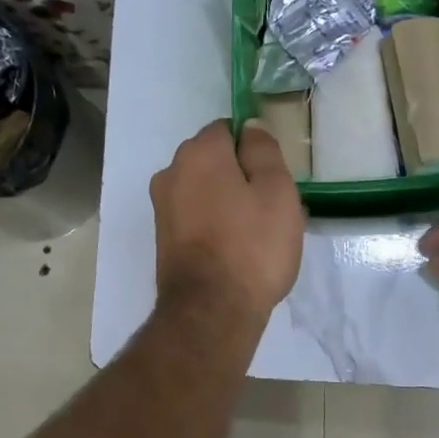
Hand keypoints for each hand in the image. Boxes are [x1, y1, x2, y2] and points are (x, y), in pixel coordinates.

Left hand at [150, 120, 303, 321]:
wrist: (211, 311)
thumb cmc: (252, 246)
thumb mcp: (276, 191)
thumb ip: (263, 150)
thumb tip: (250, 125)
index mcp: (199, 153)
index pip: (227, 128)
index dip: (253, 147)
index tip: (274, 175)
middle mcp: (171, 172)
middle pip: (212, 159)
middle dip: (239, 174)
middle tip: (271, 206)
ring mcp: (162, 206)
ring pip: (203, 189)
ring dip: (227, 201)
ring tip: (257, 233)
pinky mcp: (162, 237)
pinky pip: (194, 215)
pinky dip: (213, 222)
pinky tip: (235, 248)